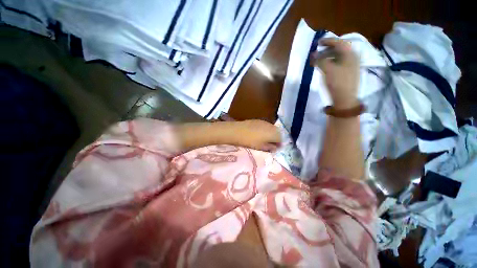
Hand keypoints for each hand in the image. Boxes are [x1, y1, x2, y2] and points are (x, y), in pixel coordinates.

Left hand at [229, 120, 280, 151]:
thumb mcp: (261, 147)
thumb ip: (270, 148)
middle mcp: (271, 126)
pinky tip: (259, 133)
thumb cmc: (250, 141)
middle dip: (276, 139)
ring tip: (265, 139)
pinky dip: (266, 130)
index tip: (275, 149)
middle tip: (271, 144)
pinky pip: (266, 125)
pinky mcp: (259, 120)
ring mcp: (265, 122)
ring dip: (271, 134)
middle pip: (278, 133)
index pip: (281, 139)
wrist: (238, 131)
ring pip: (272, 128)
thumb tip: (275, 148)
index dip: (279, 144)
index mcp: (274, 133)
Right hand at [311, 38, 359, 108]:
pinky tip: (325, 67)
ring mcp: (351, 65)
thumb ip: (320, 60)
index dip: (328, 41)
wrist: (345, 98)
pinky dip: (331, 62)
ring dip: (328, 56)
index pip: (339, 42)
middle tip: (317, 53)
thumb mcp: (327, 69)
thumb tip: (314, 54)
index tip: (317, 43)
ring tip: (318, 60)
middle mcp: (353, 57)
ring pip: (339, 56)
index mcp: (350, 54)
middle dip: (327, 49)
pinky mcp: (348, 72)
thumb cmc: (337, 82)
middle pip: (339, 49)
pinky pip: (339, 63)